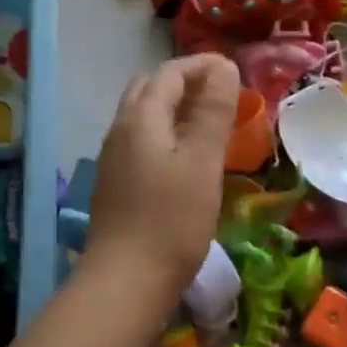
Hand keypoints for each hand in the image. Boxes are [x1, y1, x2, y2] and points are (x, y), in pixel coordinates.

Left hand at [87, 55, 239, 296]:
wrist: (125, 281)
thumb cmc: (172, 219)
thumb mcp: (202, 161)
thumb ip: (212, 110)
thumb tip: (222, 66)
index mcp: (141, 117)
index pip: (170, 72)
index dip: (202, 66)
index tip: (234, 72)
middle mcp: (120, 129)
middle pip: (150, 88)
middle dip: (185, 82)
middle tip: (220, 94)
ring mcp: (113, 157)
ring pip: (143, 115)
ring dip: (174, 107)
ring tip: (207, 121)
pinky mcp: (114, 181)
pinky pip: (141, 139)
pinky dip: (165, 131)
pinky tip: (184, 156)